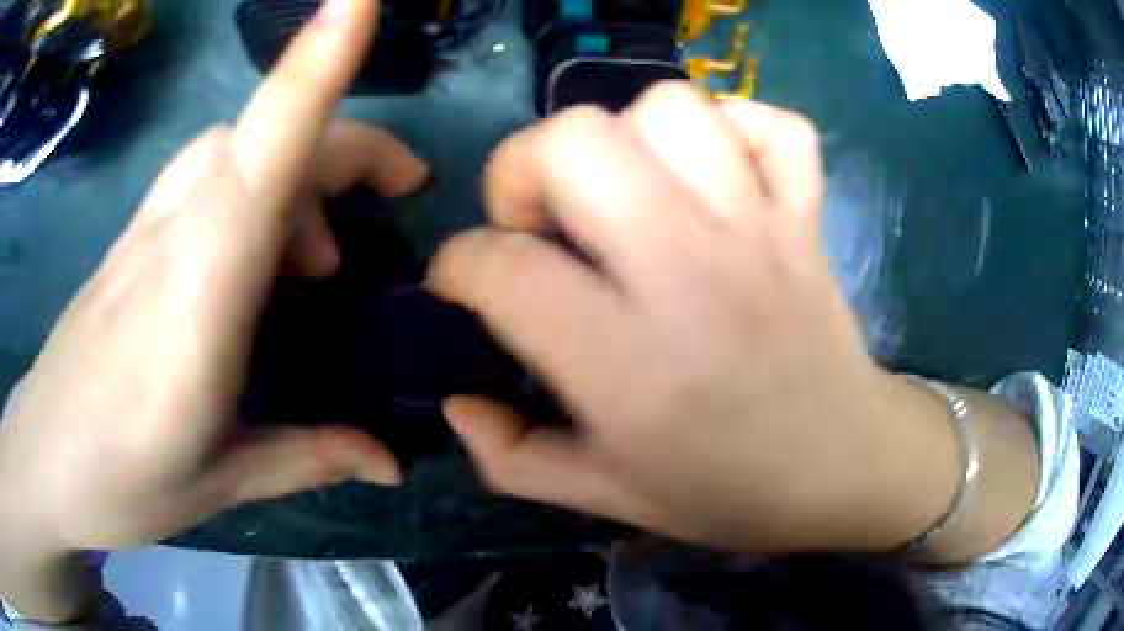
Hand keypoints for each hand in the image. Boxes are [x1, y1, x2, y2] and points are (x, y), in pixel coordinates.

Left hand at [0, 0, 423, 618]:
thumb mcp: (220, 484)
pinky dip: (256, 185)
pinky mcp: (133, 236)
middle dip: (348, 144)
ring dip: (299, 170)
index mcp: (195, 302)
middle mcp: (172, 237)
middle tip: (397, 201)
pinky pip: (208, 172)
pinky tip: (259, 258)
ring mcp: (146, 228)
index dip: (311, 69)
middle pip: (266, 136)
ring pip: (236, 144)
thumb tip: (393, 461)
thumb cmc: (118, 482)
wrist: (44, 459)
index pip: (259, 157)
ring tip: (320, 259)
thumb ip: (309, 456)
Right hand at [430, 84, 966, 554]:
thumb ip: (512, 457)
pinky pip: (773, 124)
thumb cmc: (729, 492)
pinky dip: (734, 127)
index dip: (457, 266)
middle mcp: (694, 276)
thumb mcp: (607, 497)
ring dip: (625, 137)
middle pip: (577, 141)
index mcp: (631, 368)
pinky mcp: (807, 217)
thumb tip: (455, 400)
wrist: (845, 468)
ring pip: (671, 108)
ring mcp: (763, 232)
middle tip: (537, 221)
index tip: (463, 285)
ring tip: (624, 193)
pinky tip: (715, 174)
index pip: (503, 268)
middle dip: (522, 168)